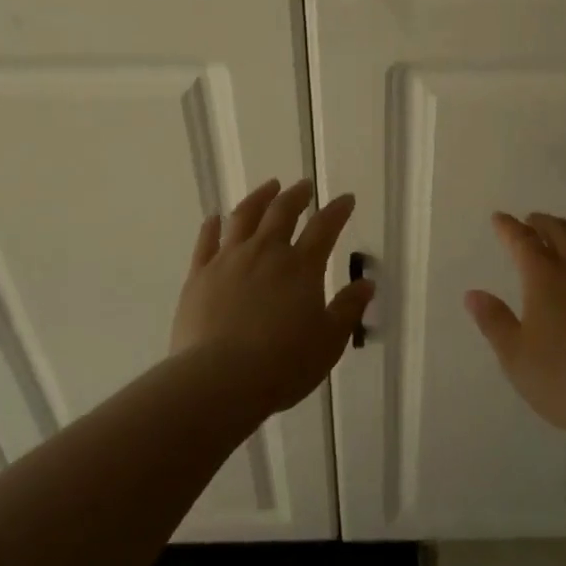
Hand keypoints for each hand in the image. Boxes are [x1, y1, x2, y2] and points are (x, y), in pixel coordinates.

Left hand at [171, 179, 373, 415]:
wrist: (219, 380)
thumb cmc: (282, 364)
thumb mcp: (328, 342)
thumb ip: (347, 309)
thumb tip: (366, 284)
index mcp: (301, 267)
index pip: (324, 228)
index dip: (337, 210)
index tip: (346, 198)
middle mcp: (265, 253)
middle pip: (282, 212)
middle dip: (297, 195)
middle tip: (304, 185)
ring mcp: (228, 261)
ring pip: (244, 217)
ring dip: (259, 198)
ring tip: (268, 187)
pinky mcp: (198, 276)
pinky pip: (206, 242)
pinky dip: (212, 226)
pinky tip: (214, 218)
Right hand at [465, 212, 565, 443]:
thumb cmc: (563, 380)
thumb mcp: (515, 357)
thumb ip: (494, 321)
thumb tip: (473, 294)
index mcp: (546, 278)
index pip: (523, 241)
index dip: (509, 227)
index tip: (499, 218)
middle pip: (560, 231)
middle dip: (542, 222)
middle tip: (531, 221)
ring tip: (565, 232)